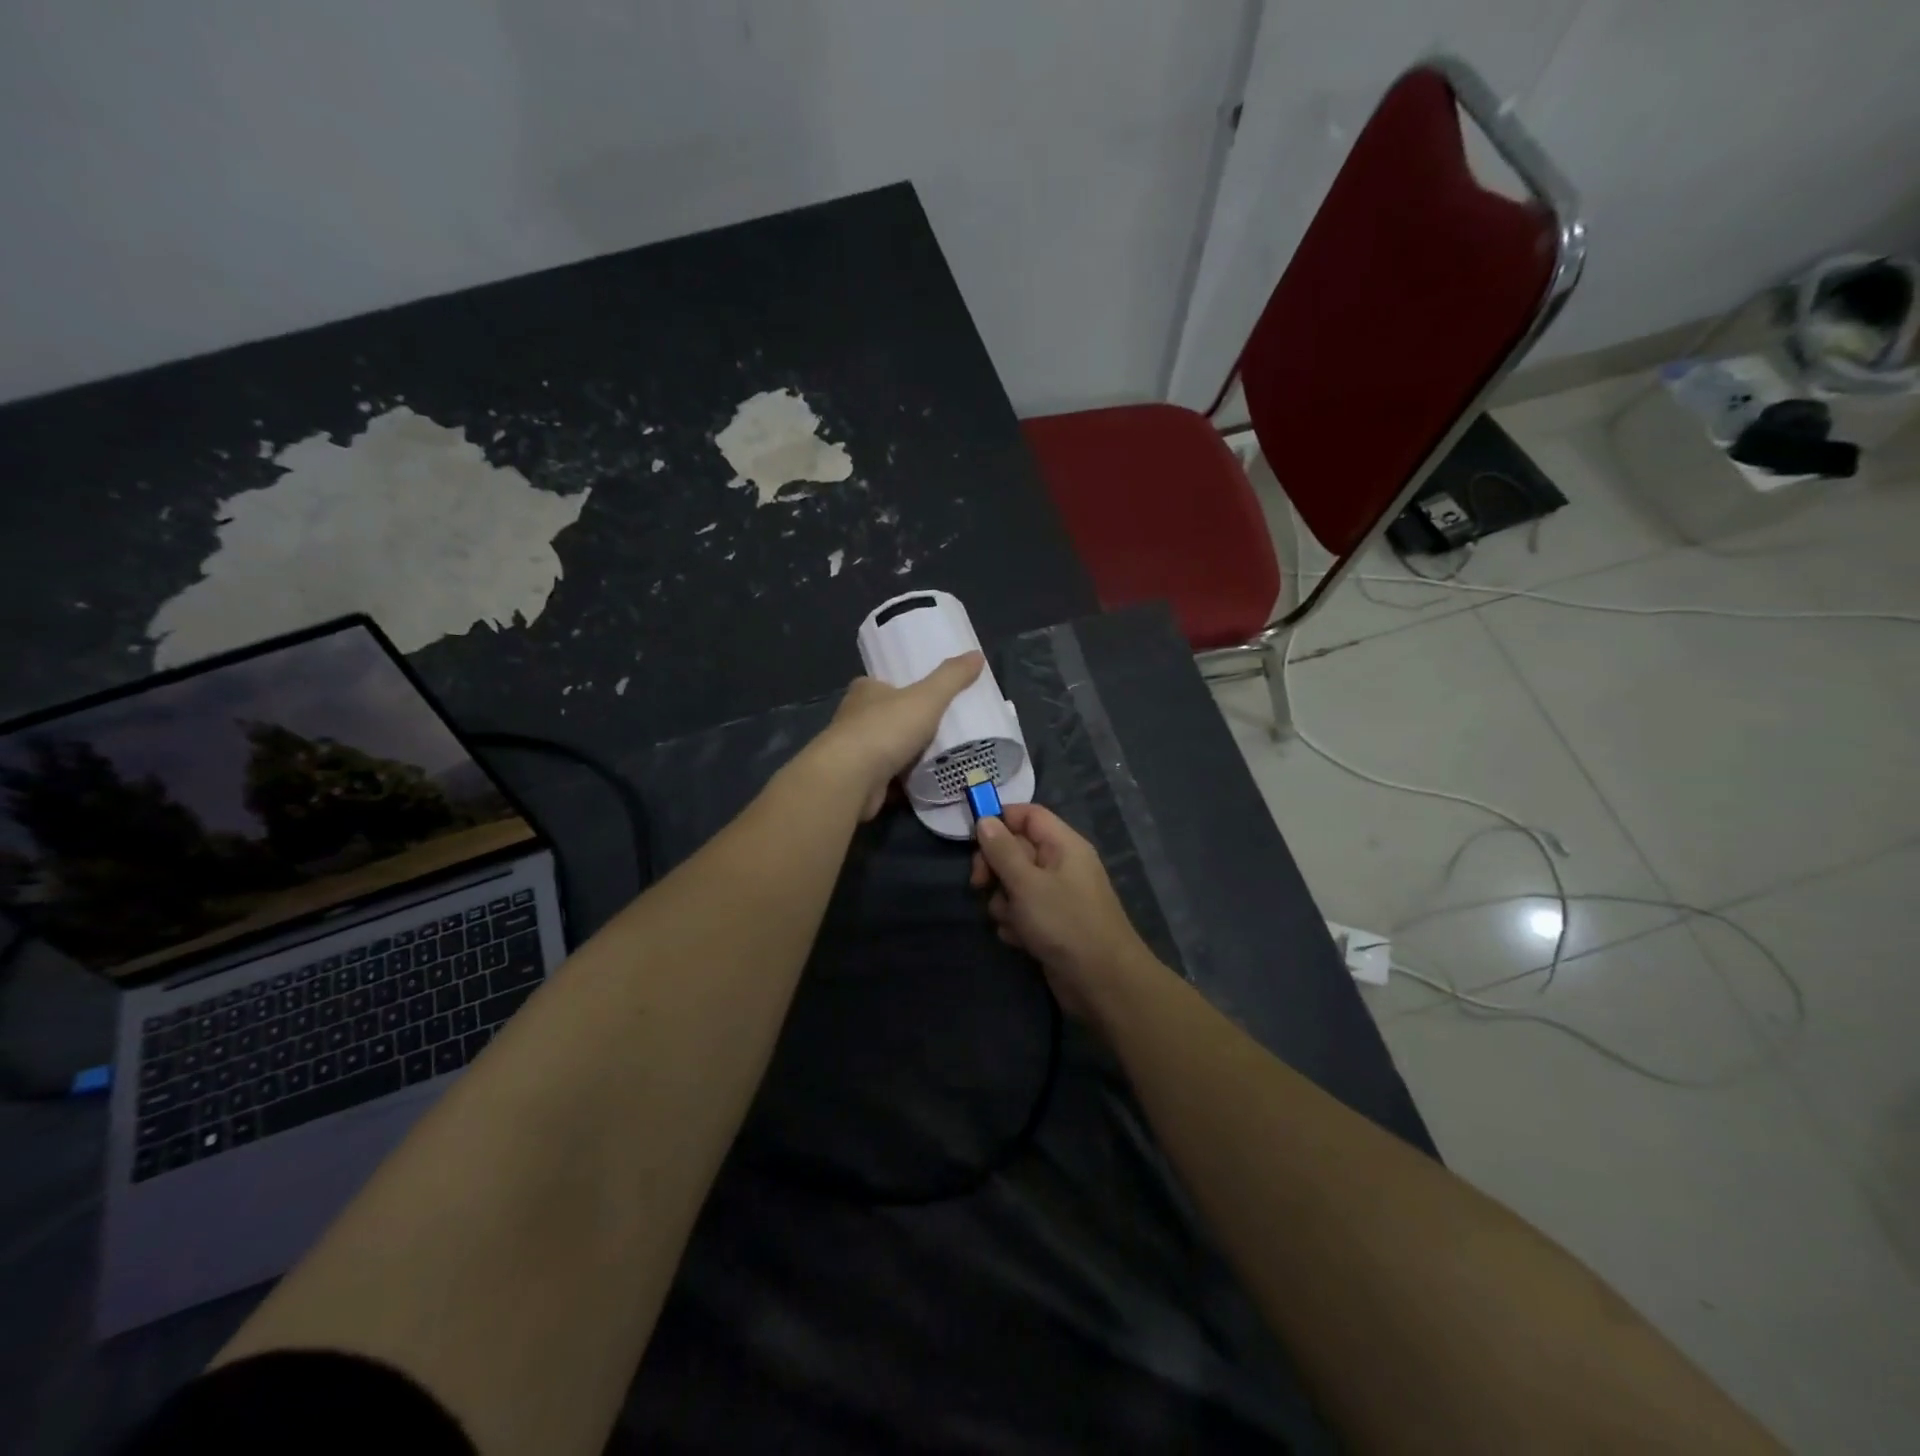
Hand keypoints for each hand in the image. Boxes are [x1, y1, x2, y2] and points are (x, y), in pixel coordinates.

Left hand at [811, 653, 983, 819]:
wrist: (851, 779)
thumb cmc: (885, 729)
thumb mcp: (926, 697)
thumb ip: (951, 677)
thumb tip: (977, 654)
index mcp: (865, 691)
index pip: (883, 684)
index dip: (903, 688)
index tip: (927, 696)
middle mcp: (854, 719)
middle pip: (886, 717)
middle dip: (908, 724)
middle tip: (942, 728)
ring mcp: (855, 753)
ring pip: (887, 750)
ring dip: (907, 755)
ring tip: (941, 756)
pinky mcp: (859, 782)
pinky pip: (888, 779)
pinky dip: (904, 781)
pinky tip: (927, 783)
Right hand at [969, 803, 1158, 1020]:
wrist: (1102, 982)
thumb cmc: (1065, 923)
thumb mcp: (1027, 883)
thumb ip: (1003, 850)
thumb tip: (985, 820)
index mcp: (1063, 844)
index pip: (1027, 815)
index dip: (999, 821)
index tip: (973, 839)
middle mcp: (1061, 865)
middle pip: (1016, 849)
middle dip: (995, 868)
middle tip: (980, 885)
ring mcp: (1057, 896)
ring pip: (1014, 884)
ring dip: (1003, 902)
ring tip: (1013, 921)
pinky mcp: (1051, 923)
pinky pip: (1022, 911)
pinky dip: (1016, 923)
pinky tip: (1020, 940)